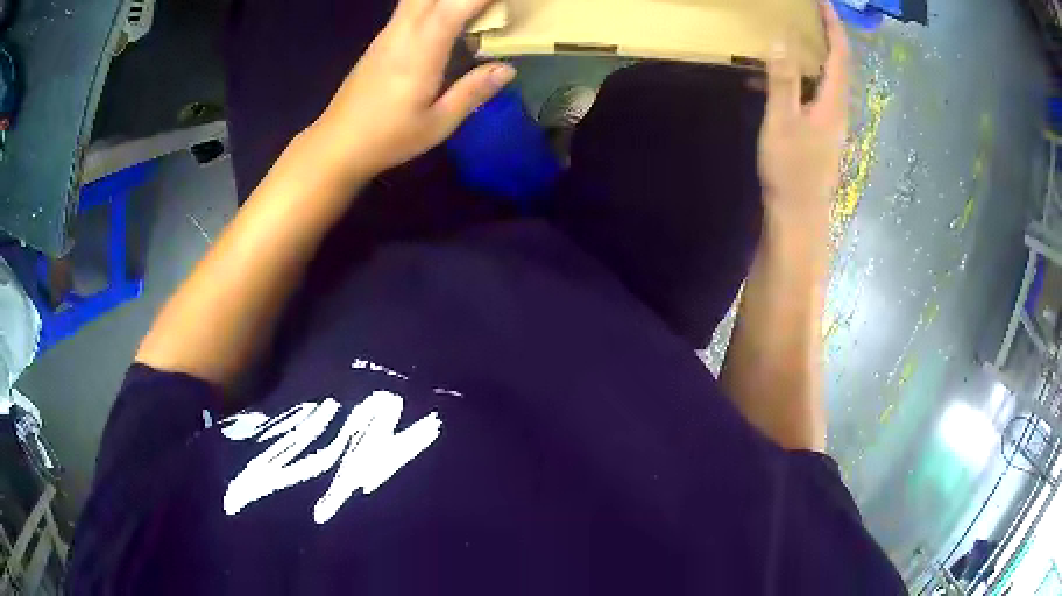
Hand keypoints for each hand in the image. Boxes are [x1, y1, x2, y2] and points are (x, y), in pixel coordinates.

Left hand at [309, 0, 514, 179]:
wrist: (337, 144)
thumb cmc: (387, 138)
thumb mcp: (437, 124)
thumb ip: (472, 92)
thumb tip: (507, 69)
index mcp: (419, 52)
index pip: (453, 7)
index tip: (504, 1)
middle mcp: (402, 33)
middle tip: (487, 7)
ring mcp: (388, 33)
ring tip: (472, 11)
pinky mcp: (381, 39)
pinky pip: (410, 6)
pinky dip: (432, 4)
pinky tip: (449, 17)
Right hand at [757, 1, 849, 228]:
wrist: (799, 215)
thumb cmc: (791, 169)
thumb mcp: (782, 121)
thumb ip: (782, 80)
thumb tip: (782, 39)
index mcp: (833, 102)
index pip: (840, 55)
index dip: (834, 26)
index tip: (823, 3)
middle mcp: (839, 109)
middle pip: (839, 65)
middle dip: (827, 36)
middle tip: (807, 15)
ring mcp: (831, 123)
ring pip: (827, 80)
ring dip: (814, 56)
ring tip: (792, 38)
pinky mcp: (822, 133)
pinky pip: (815, 94)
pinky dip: (801, 77)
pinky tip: (778, 79)